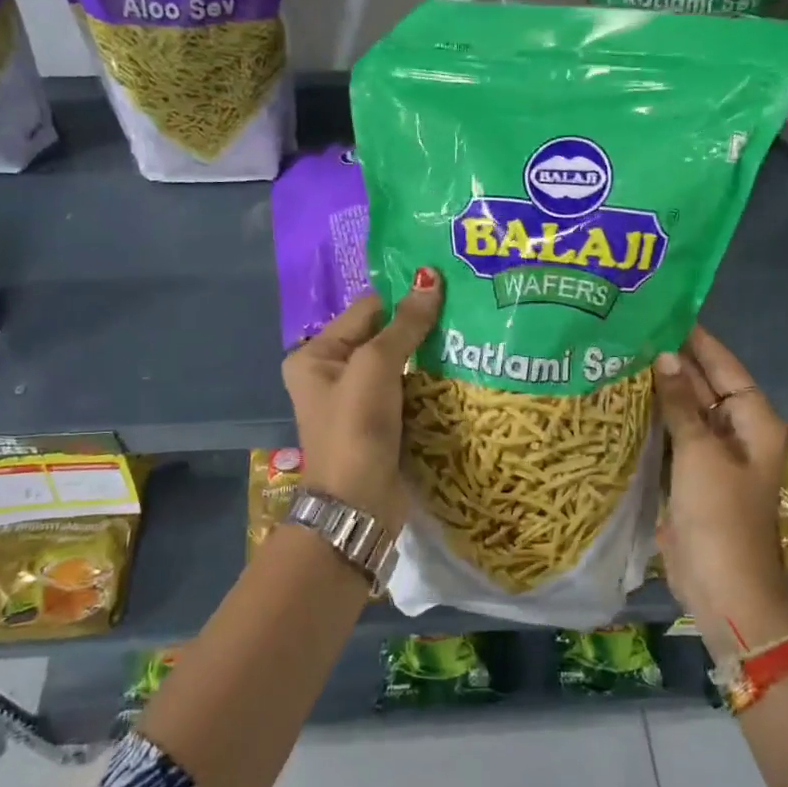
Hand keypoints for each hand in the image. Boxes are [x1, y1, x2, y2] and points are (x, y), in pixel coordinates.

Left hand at [282, 269, 442, 528]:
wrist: (358, 507)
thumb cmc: (356, 429)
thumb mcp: (375, 368)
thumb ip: (404, 325)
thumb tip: (429, 279)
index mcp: (316, 354)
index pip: (366, 310)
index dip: (404, 298)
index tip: (448, 286)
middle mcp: (331, 372)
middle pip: (382, 335)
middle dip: (419, 326)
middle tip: (466, 307)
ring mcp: (357, 400)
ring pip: (399, 363)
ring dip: (429, 354)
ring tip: (471, 334)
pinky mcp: (381, 422)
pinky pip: (407, 389)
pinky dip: (430, 381)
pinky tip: (461, 368)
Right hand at [652, 326, 787, 655]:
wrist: (722, 588)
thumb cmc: (720, 516)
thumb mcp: (700, 453)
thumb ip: (682, 403)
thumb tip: (665, 356)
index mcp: (754, 421)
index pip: (725, 366)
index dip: (698, 339)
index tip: (665, 310)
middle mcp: (735, 431)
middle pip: (704, 385)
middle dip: (673, 360)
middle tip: (631, 328)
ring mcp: (711, 455)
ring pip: (684, 409)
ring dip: (659, 388)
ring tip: (620, 354)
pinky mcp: (689, 475)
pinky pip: (671, 435)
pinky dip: (652, 418)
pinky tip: (622, 400)